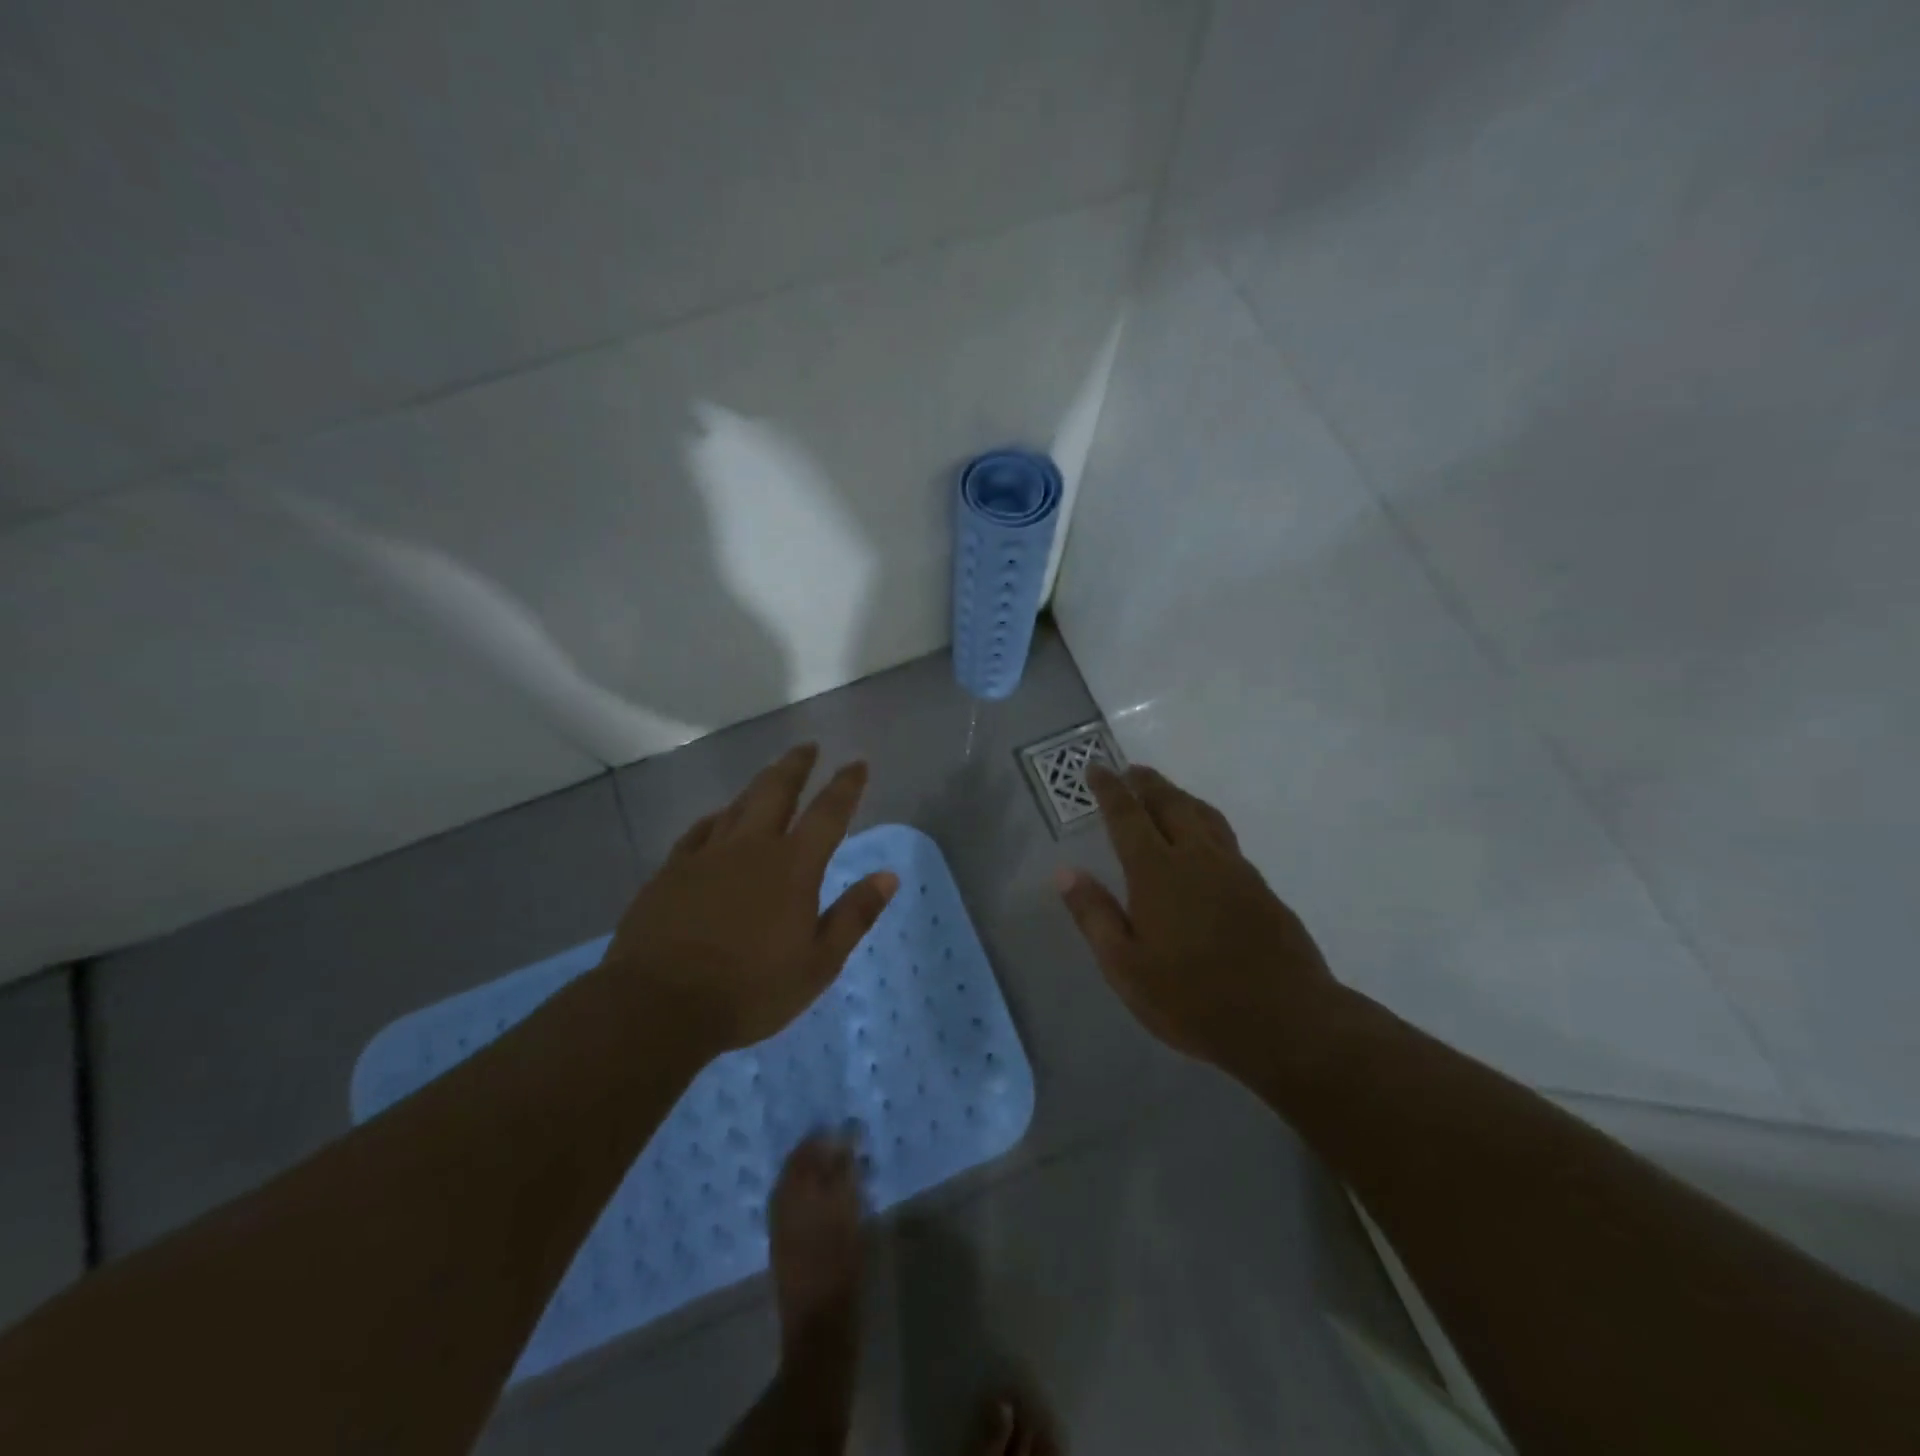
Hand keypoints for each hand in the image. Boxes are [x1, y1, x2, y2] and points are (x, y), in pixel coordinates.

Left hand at [605, 743, 896, 1054]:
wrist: (659, 1005)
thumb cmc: (750, 990)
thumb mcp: (818, 963)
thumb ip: (854, 915)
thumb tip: (888, 877)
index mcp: (793, 867)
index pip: (828, 813)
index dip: (846, 786)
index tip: (857, 763)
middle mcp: (752, 847)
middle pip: (776, 791)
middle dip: (796, 766)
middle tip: (808, 747)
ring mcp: (707, 855)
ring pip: (738, 804)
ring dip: (759, 784)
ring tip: (771, 772)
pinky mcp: (672, 871)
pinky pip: (699, 831)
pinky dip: (716, 818)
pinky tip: (718, 817)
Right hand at [1056, 762, 1344, 1076]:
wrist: (1287, 1021)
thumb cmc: (1193, 999)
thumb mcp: (1126, 968)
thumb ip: (1094, 916)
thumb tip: (1065, 873)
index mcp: (1158, 872)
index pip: (1127, 816)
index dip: (1109, 790)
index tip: (1096, 768)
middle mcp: (1197, 857)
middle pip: (1171, 804)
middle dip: (1147, 784)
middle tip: (1130, 771)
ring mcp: (1235, 869)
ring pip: (1203, 815)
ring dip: (1179, 796)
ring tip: (1165, 793)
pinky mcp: (1260, 887)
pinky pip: (1225, 837)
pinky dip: (1204, 821)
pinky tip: (1203, 840)